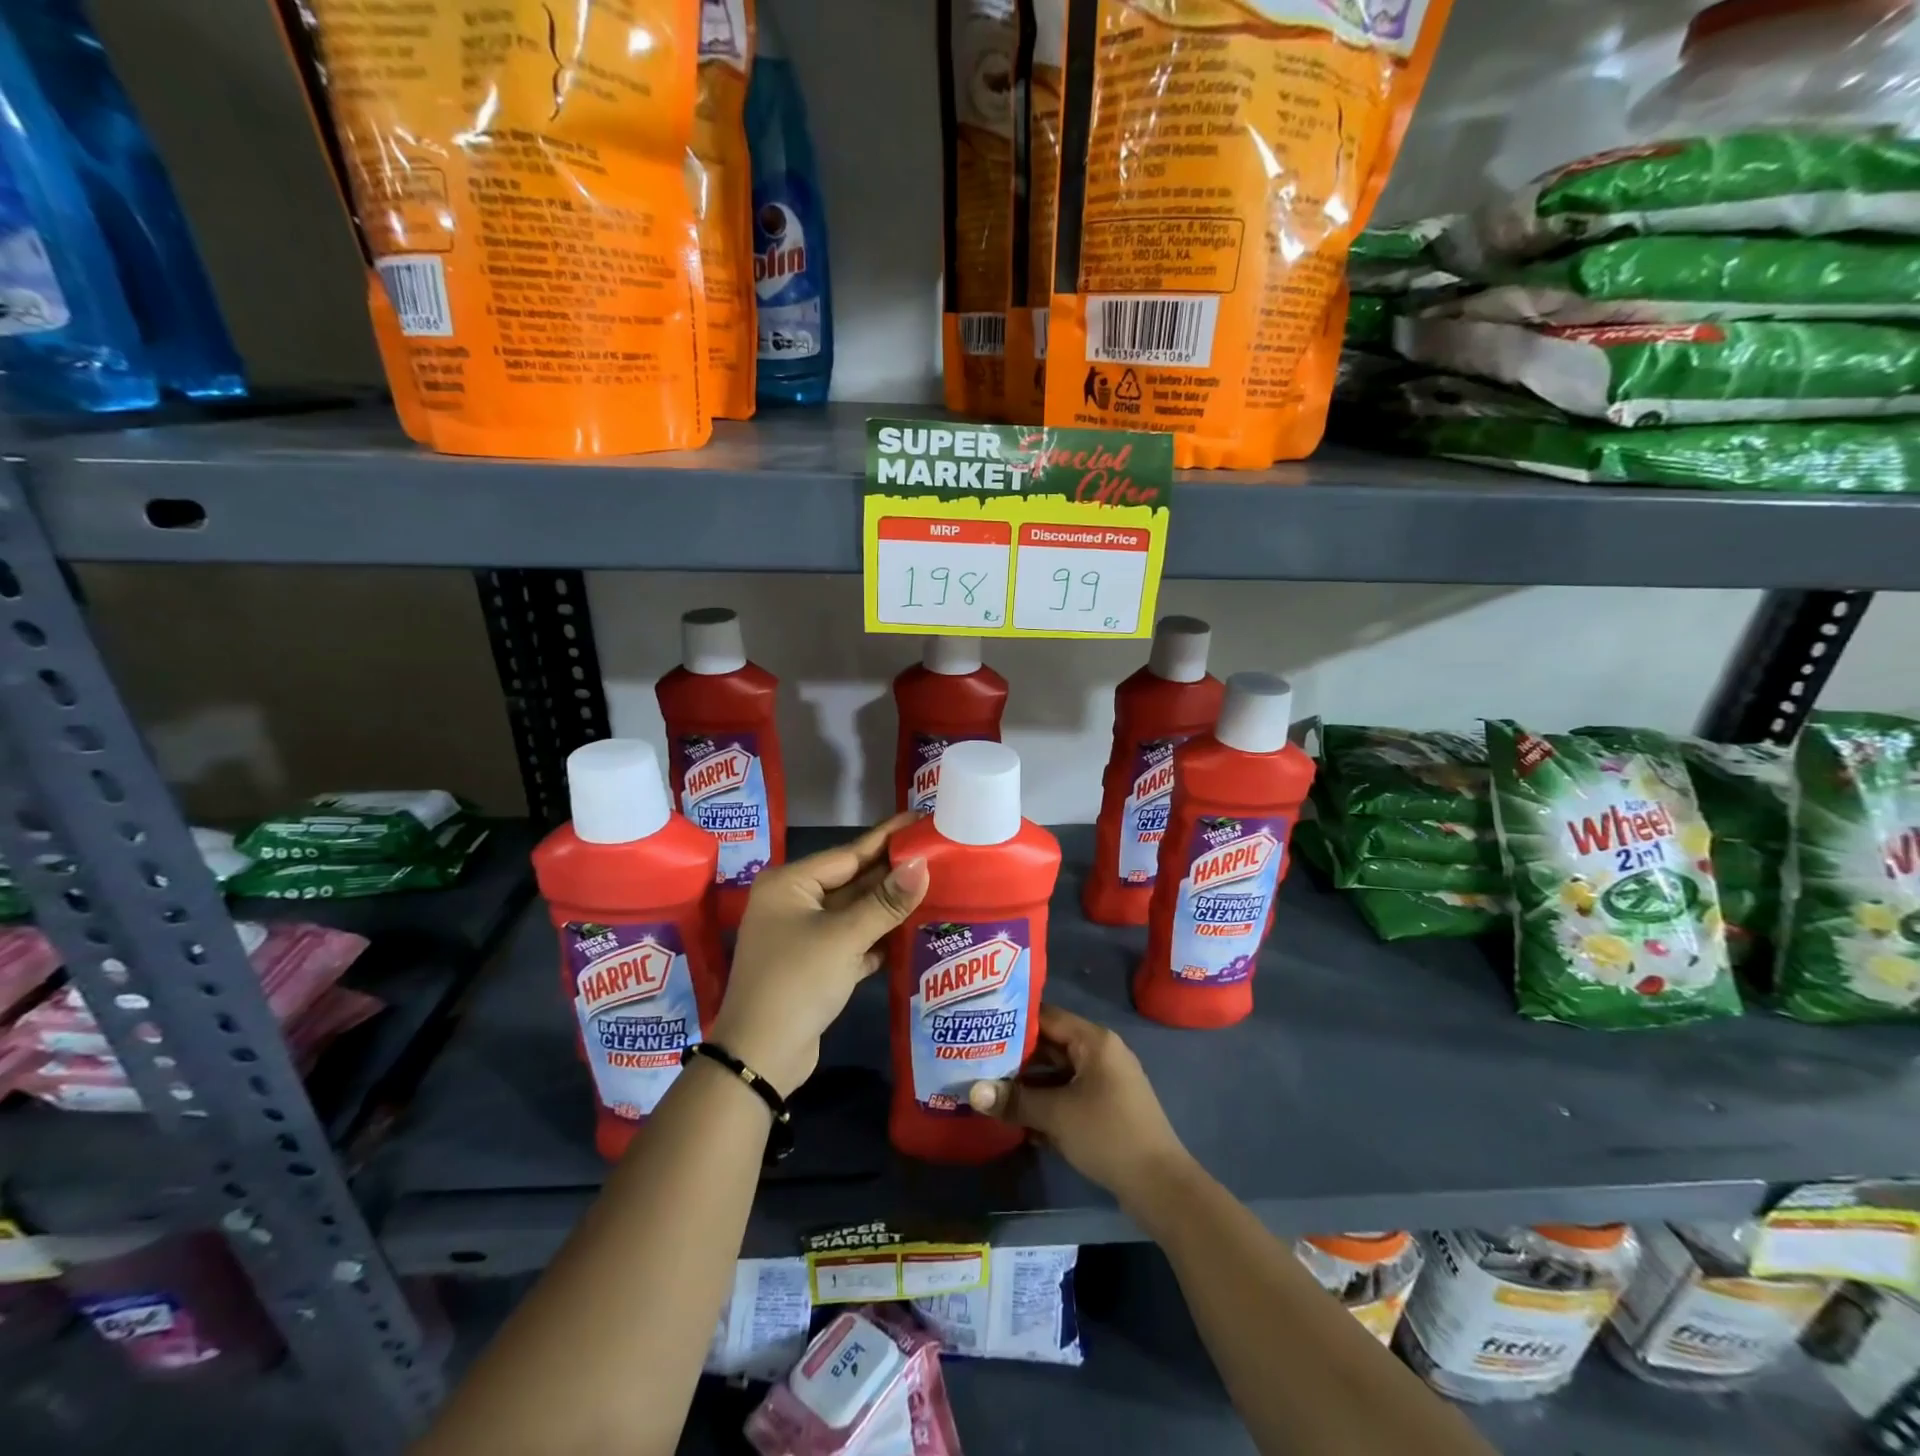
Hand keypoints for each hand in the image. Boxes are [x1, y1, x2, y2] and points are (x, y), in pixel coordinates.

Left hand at [712, 815, 928, 1097]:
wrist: (760, 1058)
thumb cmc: (797, 982)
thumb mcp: (844, 938)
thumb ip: (886, 901)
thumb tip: (923, 864)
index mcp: (790, 884)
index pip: (848, 852)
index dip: (887, 838)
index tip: (919, 818)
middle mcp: (794, 903)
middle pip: (852, 881)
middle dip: (892, 873)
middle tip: (938, 854)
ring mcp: (804, 935)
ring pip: (855, 912)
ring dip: (889, 905)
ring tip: (935, 886)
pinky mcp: (816, 965)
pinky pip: (853, 939)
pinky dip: (879, 936)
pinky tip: (913, 929)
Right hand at [968, 1005, 1194, 1214]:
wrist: (1160, 1185)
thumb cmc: (1108, 1134)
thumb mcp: (1056, 1115)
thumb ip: (1014, 1100)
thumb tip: (973, 1091)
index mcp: (1094, 1040)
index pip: (1046, 1016)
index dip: (1013, 1020)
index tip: (981, 1025)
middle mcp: (1100, 1052)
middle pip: (1050, 1045)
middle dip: (1015, 1056)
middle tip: (977, 1059)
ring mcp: (1104, 1081)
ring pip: (1057, 1073)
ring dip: (1028, 1084)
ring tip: (989, 1088)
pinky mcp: (1105, 1107)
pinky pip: (1068, 1094)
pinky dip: (1046, 1103)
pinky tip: (1017, 1118)